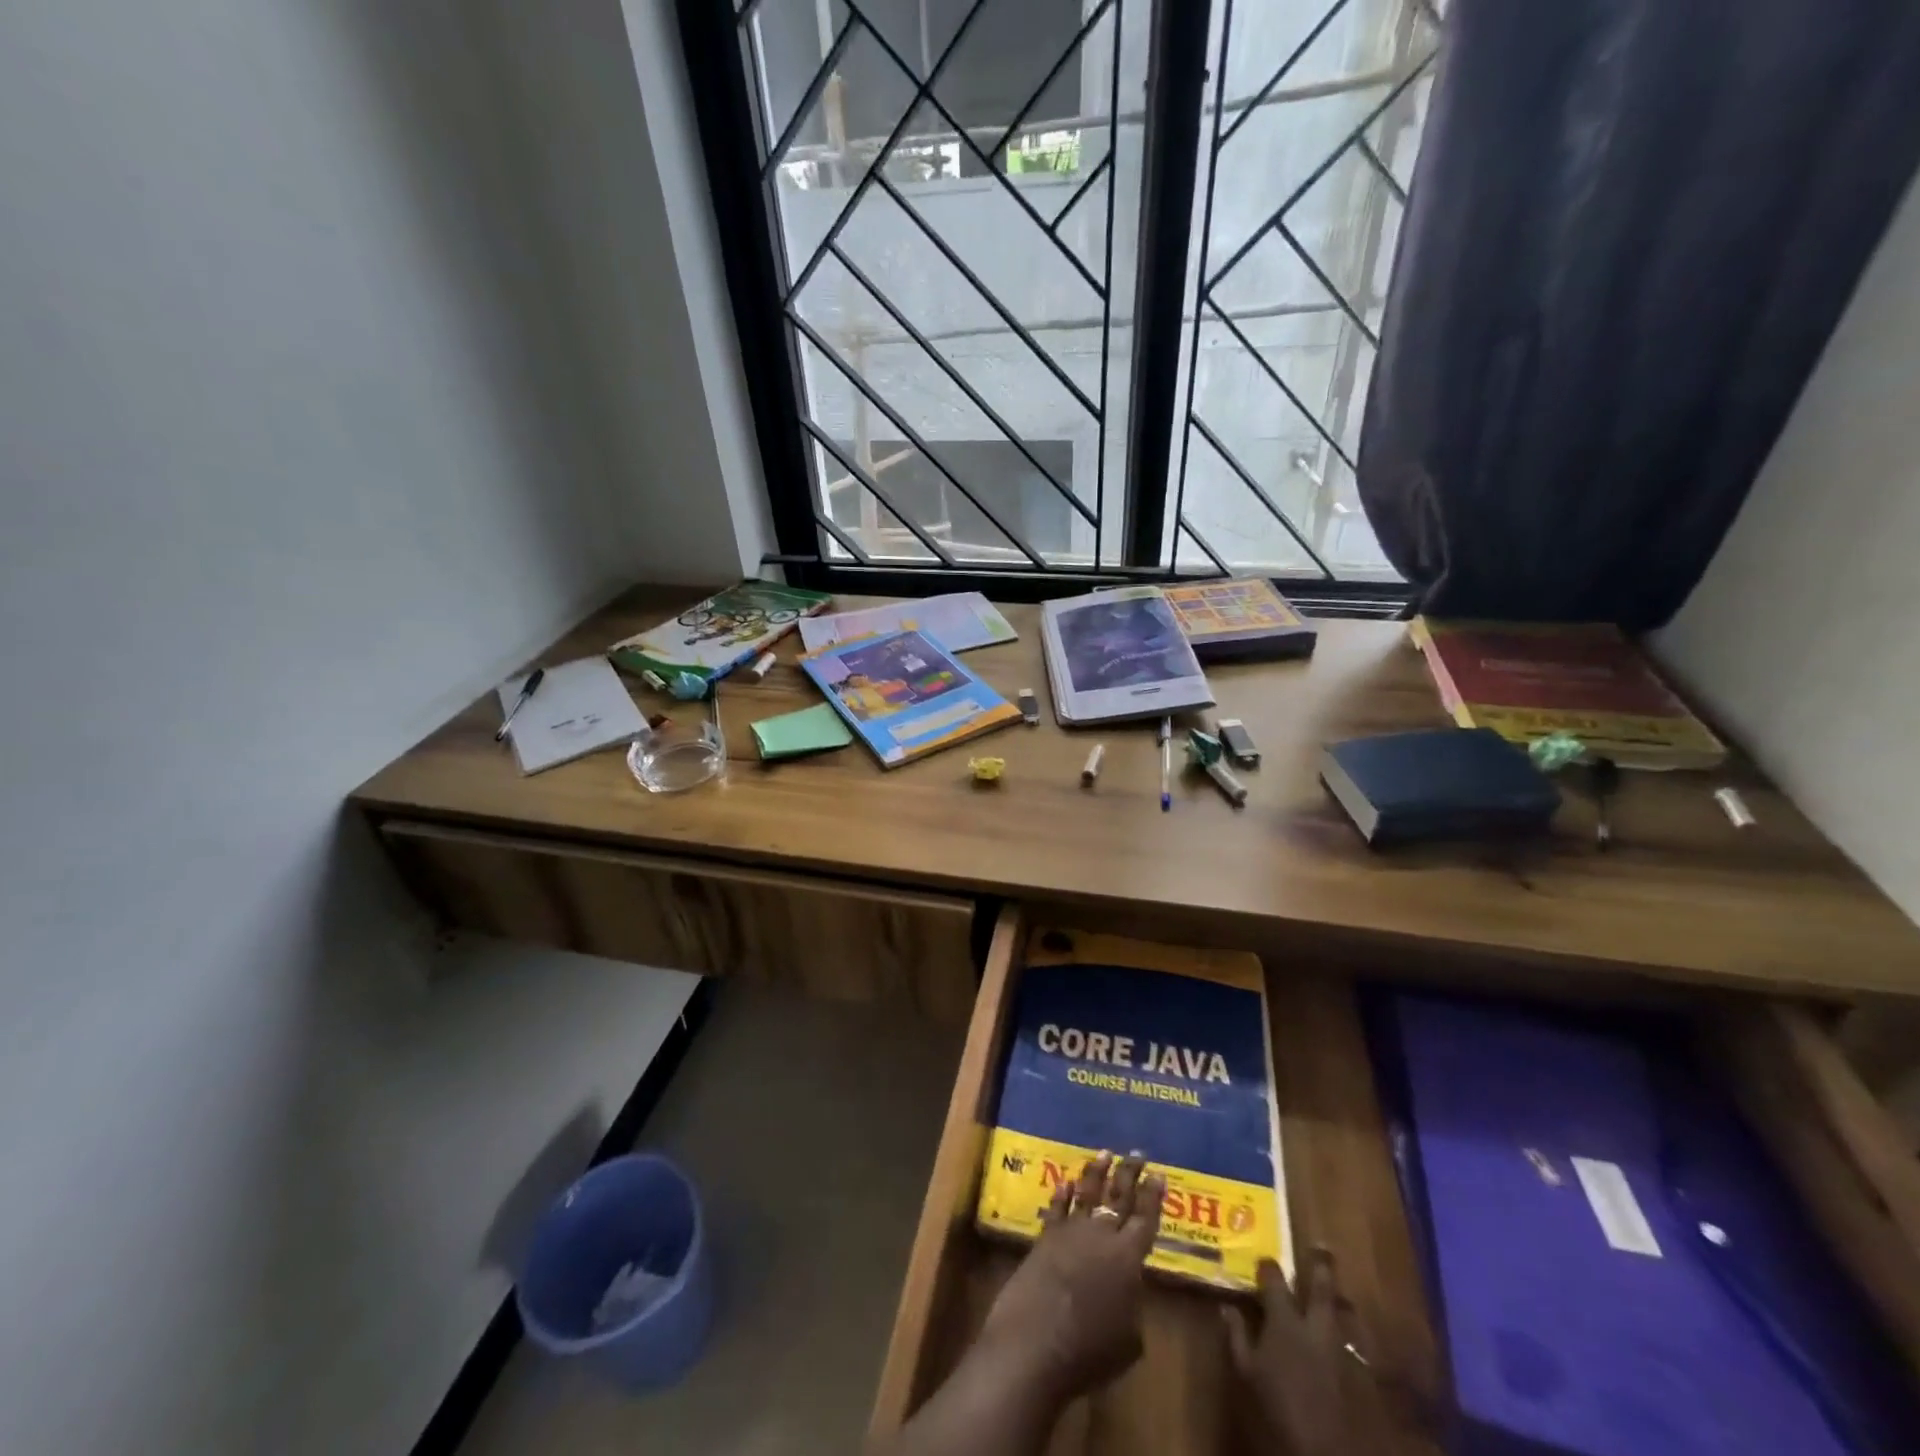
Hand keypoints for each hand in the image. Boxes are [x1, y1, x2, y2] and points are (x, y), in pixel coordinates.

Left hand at [977, 1151, 1165, 1401]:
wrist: (1036, 1341)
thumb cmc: (1090, 1350)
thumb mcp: (1129, 1340)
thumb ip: (1133, 1306)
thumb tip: (1129, 1291)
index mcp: (1128, 1258)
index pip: (1146, 1219)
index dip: (1153, 1196)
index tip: (1159, 1174)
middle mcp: (1102, 1235)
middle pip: (1119, 1197)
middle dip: (1130, 1174)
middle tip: (1137, 1153)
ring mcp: (1071, 1232)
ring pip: (1088, 1193)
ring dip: (1097, 1172)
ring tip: (1105, 1153)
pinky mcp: (1045, 1237)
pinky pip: (1057, 1208)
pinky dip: (1063, 1194)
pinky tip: (1066, 1182)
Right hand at [1223, 1249, 1394, 1455]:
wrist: (1323, 1449)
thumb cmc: (1277, 1408)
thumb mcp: (1247, 1373)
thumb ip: (1237, 1337)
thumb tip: (1227, 1307)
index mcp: (1285, 1321)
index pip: (1274, 1280)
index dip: (1268, 1266)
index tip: (1262, 1256)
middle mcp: (1315, 1326)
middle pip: (1320, 1287)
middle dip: (1320, 1265)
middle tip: (1321, 1245)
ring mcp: (1340, 1349)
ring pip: (1342, 1312)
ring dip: (1339, 1298)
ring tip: (1337, 1288)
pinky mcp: (1358, 1372)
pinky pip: (1354, 1342)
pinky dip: (1349, 1333)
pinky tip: (1346, 1333)